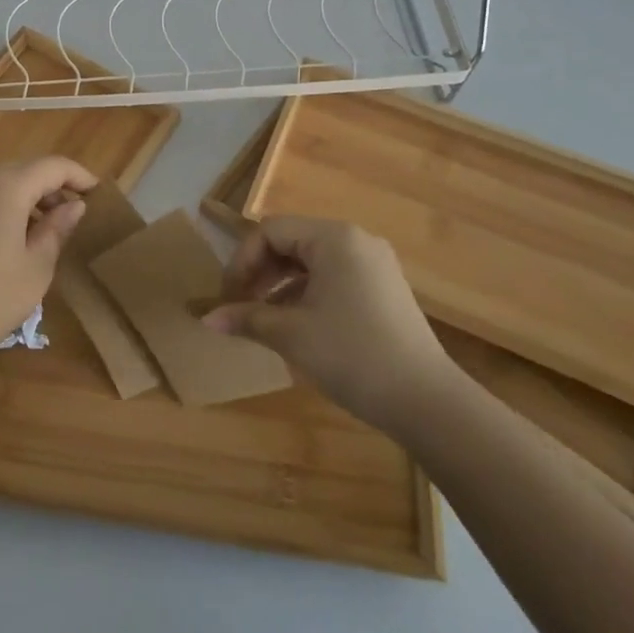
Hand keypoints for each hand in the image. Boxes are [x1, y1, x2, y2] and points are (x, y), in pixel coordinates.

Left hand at [0, 156, 97, 389]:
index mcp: (7, 186)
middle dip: (54, 186)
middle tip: (75, 215)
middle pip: (25, 170)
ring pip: (1, 184)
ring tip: (47, 230)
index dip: (79, 176)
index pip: (53, 165)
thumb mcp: (36, 268)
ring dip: (28, 198)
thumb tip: (73, 207)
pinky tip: (12, 240)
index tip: (98, 194)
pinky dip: (4, 208)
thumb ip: (56, 230)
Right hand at [204, 215, 457, 432]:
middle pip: (292, 241)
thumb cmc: (352, 355)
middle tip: (242, 304)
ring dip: (281, 284)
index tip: (229, 296)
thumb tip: (206, 318)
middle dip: (261, 271)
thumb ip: (246, 317)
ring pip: (312, 261)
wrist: (427, 402)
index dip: (242, 260)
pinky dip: (307, 293)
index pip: (271, 231)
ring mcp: (375, 264)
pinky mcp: (385, 289)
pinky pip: (334, 276)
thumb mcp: (291, 334)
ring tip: (264, 318)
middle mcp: (356, 240)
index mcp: (334, 238)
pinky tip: (297, 325)